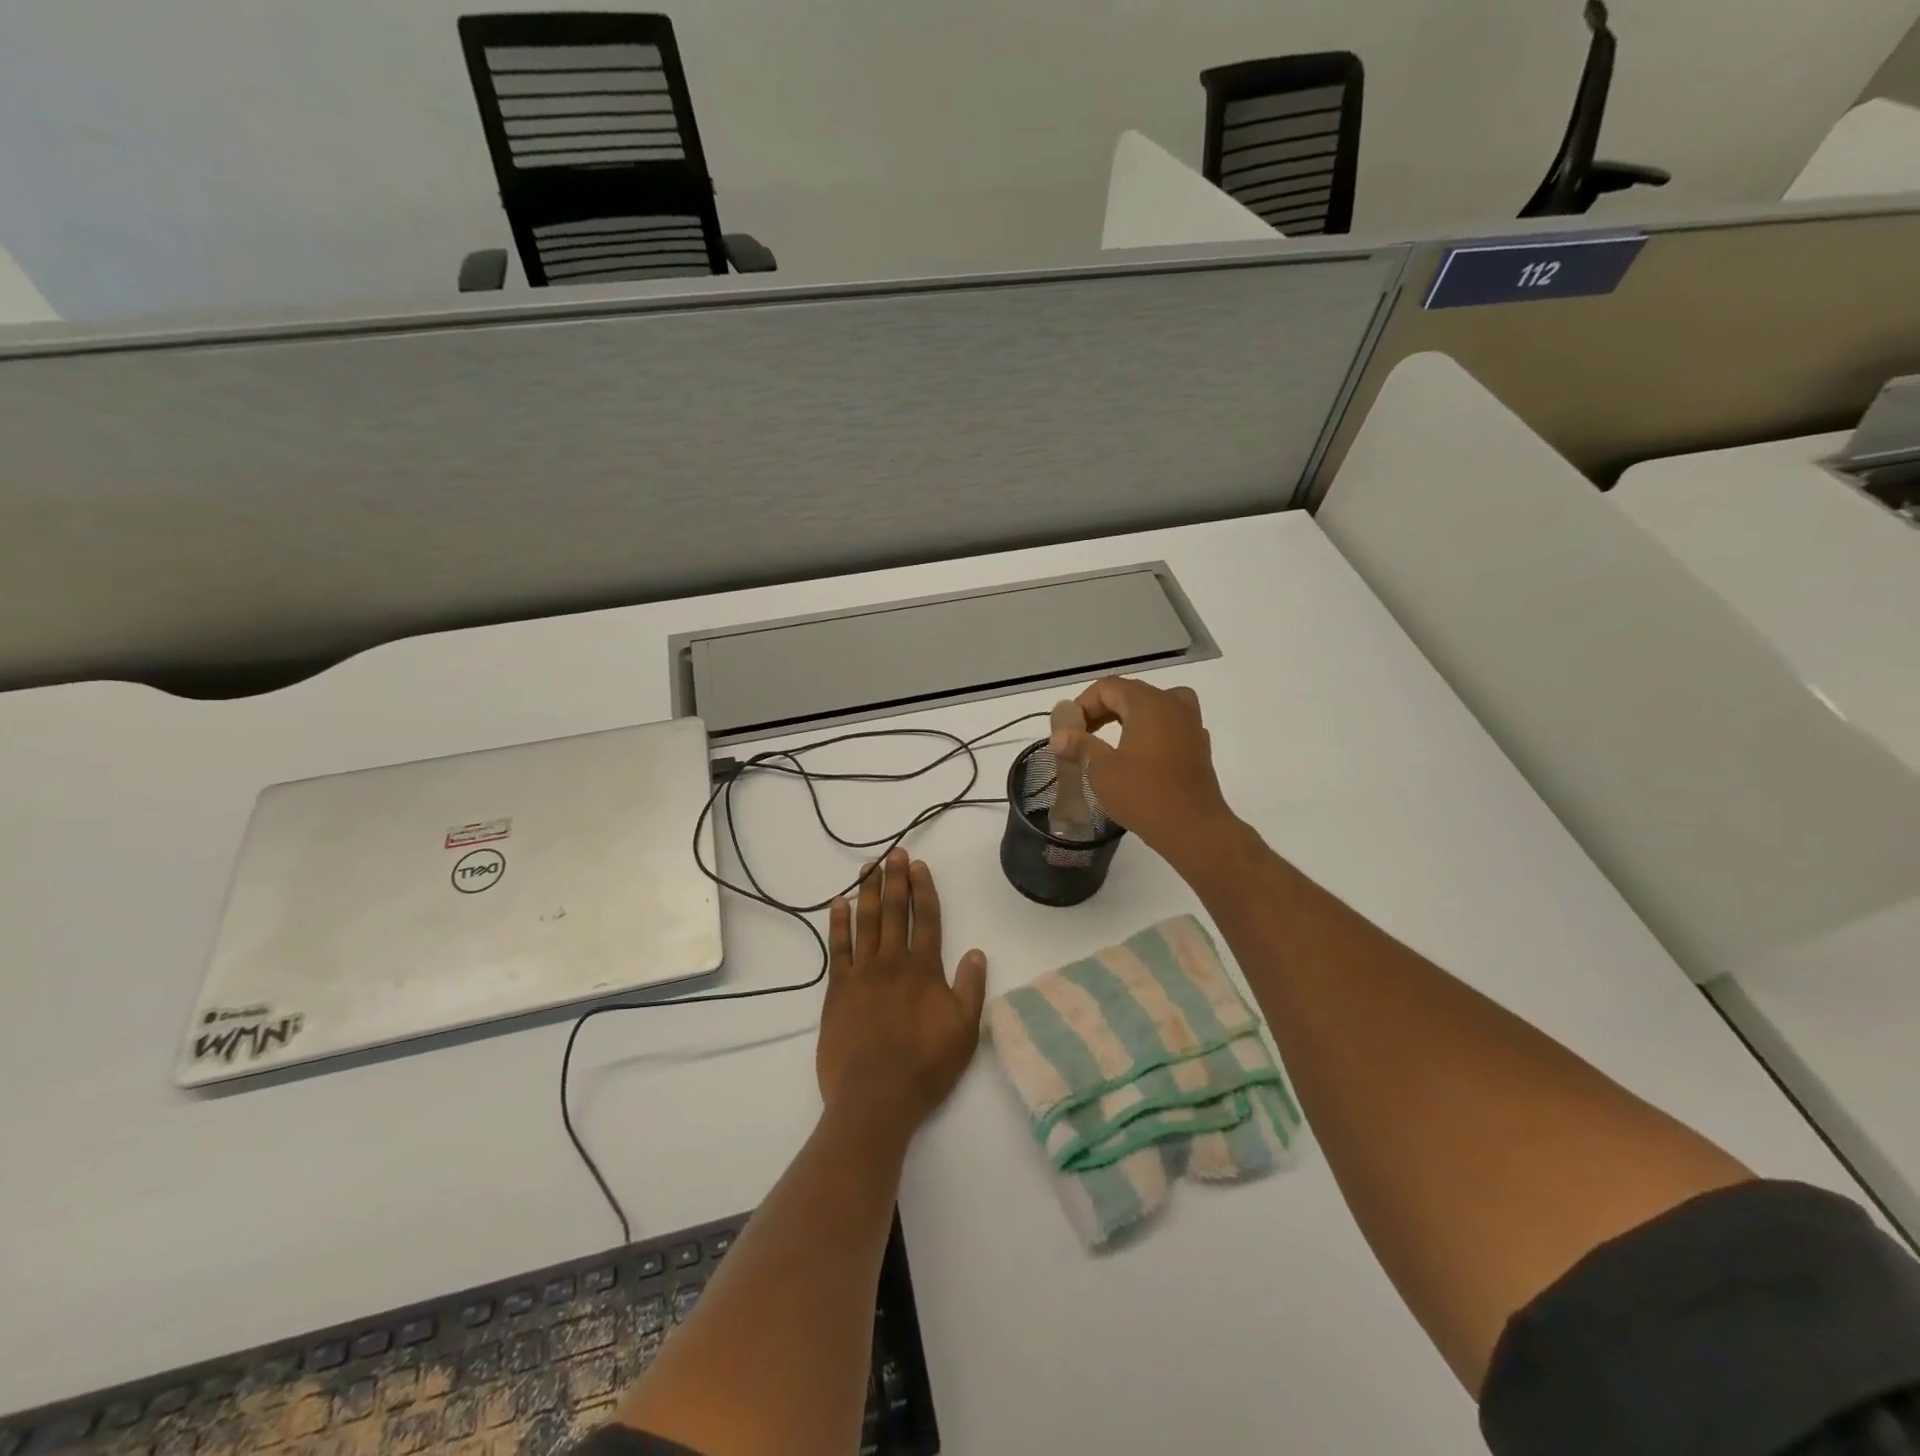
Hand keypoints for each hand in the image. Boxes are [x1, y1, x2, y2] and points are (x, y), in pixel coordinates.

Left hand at [818, 848, 987, 1138]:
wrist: (876, 1098)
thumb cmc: (926, 1066)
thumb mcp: (964, 1030)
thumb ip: (971, 988)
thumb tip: (976, 952)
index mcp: (925, 969)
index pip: (926, 918)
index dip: (924, 890)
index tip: (919, 866)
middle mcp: (893, 962)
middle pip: (895, 911)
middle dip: (896, 879)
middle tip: (895, 853)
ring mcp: (862, 973)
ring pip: (866, 921)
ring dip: (868, 891)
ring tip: (869, 867)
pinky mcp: (838, 989)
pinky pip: (838, 948)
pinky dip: (838, 924)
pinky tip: (839, 904)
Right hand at [1052, 677, 1238, 868]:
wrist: (1194, 829)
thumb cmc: (1144, 794)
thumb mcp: (1102, 769)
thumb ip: (1080, 745)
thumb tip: (1059, 736)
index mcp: (1148, 702)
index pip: (1107, 688)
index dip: (1082, 705)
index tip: (1068, 731)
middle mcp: (1173, 704)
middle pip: (1130, 694)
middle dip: (1102, 711)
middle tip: (1081, 737)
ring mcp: (1191, 724)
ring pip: (1153, 707)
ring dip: (1127, 719)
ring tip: (1108, 741)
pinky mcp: (1198, 746)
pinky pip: (1169, 726)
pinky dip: (1149, 732)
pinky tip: (1137, 756)